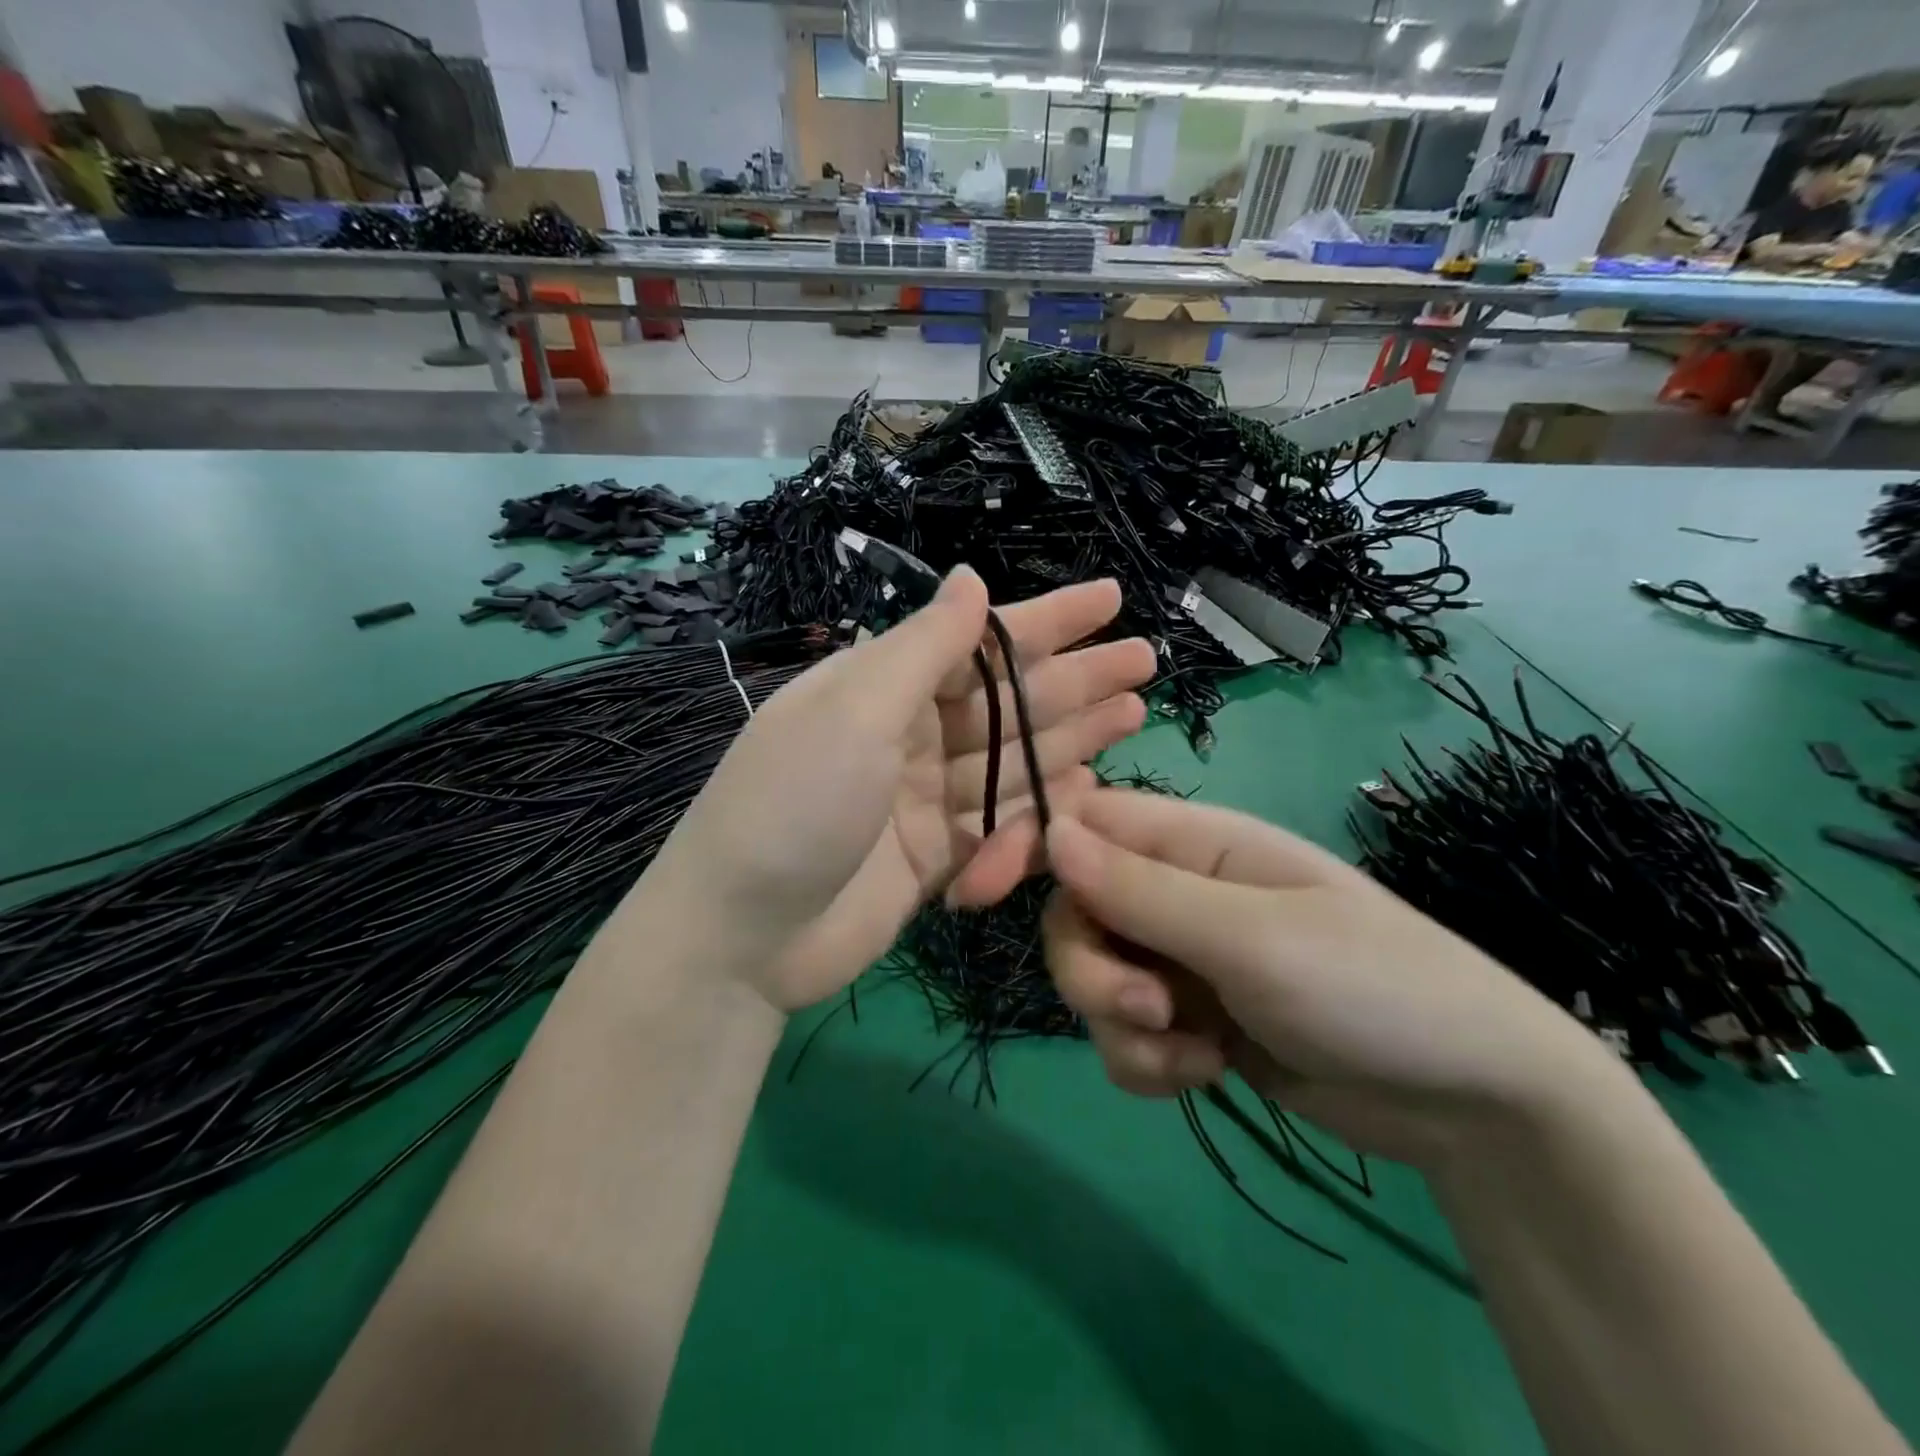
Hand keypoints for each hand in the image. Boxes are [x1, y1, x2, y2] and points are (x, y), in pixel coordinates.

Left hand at [647, 568, 1153, 1012]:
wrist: (741, 936)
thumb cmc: (793, 805)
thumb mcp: (854, 712)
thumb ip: (923, 648)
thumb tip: (970, 577)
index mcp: (882, 686)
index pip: (979, 641)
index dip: (1046, 620)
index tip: (1109, 599)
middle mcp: (906, 734)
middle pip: (1006, 700)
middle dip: (1074, 679)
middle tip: (1143, 660)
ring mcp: (922, 798)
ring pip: (1012, 759)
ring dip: (1070, 737)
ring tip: (1132, 714)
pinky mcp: (935, 856)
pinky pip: (1000, 822)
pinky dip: (1040, 808)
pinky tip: (1086, 787)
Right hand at [1043, 788, 1621, 1170]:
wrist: (1470, 1102)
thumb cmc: (1373, 988)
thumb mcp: (1251, 936)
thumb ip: (1143, 888)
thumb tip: (1050, 832)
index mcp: (1193, 842)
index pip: (1079, 822)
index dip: (1021, 848)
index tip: (972, 895)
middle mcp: (1176, 890)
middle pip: (1073, 912)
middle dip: (1090, 969)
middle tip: (1147, 1008)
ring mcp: (1180, 956)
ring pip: (1093, 978)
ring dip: (1120, 1024)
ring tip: (1190, 1052)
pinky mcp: (1188, 1017)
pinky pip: (1124, 1033)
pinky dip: (1146, 1059)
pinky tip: (1202, 1073)